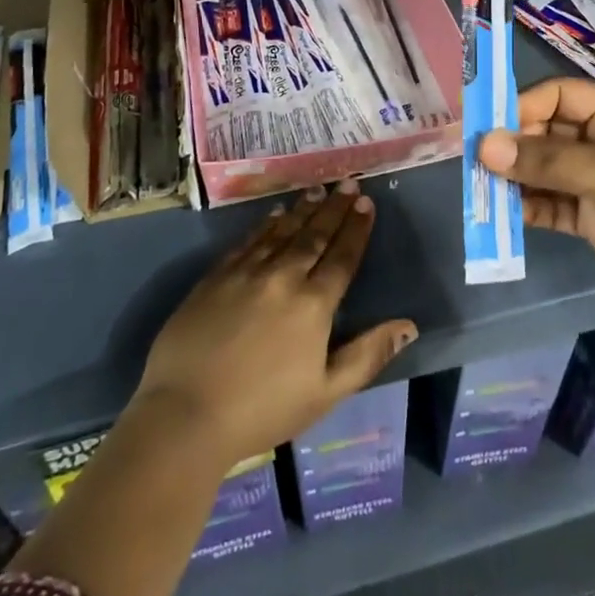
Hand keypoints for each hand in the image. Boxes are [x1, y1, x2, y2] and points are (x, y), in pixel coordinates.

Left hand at [133, 182, 416, 468]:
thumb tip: (408, 326)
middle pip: (314, 235)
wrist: (186, 413)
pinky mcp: (215, 276)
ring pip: (281, 231)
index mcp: (313, 304)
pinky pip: (248, 241)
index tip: (366, 202)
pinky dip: (265, 225)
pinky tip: (274, 215)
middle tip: (347, 182)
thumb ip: (368, 355)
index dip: (356, 228)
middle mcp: (283, 277)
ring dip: (302, 209)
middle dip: (334, 208)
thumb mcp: (325, 393)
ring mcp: (246, 273)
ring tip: (317, 190)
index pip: (342, 256)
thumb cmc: (263, 410)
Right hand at [478, 78, 594, 327]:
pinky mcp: (588, 215)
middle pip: (545, 130)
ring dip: (514, 177)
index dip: (522, 107)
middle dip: (513, 145)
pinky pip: (548, 201)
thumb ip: (546, 161)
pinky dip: (527, 206)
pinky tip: (505, 214)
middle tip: (477, 162)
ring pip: (542, 167)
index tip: (486, 128)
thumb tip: (484, 146)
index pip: (559, 94)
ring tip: (483, 189)